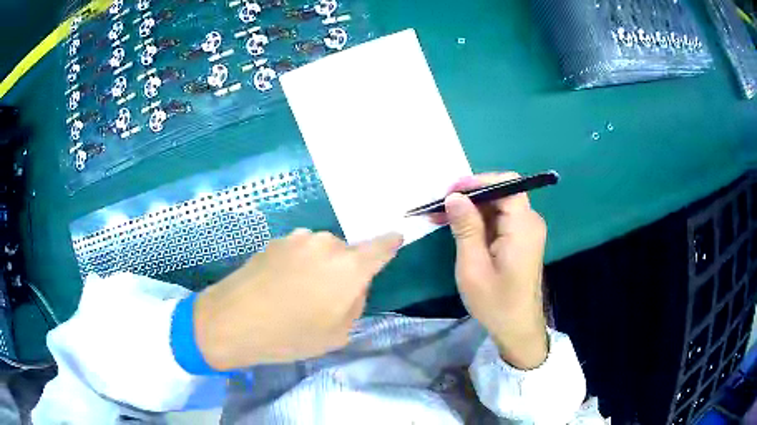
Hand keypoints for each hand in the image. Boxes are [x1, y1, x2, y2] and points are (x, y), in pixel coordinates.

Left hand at [193, 229, 402, 369]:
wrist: (233, 320)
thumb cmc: (290, 334)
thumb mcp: (337, 333)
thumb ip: (355, 303)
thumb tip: (353, 286)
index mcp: (349, 266)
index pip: (382, 246)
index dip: (390, 243)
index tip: (395, 241)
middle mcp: (326, 243)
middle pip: (348, 252)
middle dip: (345, 270)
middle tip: (326, 297)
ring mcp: (298, 238)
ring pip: (321, 251)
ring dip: (319, 266)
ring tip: (297, 293)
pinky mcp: (275, 241)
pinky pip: (299, 251)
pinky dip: (297, 264)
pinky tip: (279, 286)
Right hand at [439, 173, 548, 369]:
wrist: (517, 328)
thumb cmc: (495, 302)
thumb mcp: (473, 267)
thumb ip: (466, 228)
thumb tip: (454, 196)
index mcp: (523, 226)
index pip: (507, 184)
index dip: (478, 181)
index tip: (450, 192)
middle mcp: (529, 222)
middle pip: (501, 193)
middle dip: (469, 195)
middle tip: (438, 207)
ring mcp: (526, 231)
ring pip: (497, 205)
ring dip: (471, 208)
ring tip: (440, 217)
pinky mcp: (520, 240)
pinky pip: (499, 220)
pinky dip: (478, 221)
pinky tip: (457, 228)